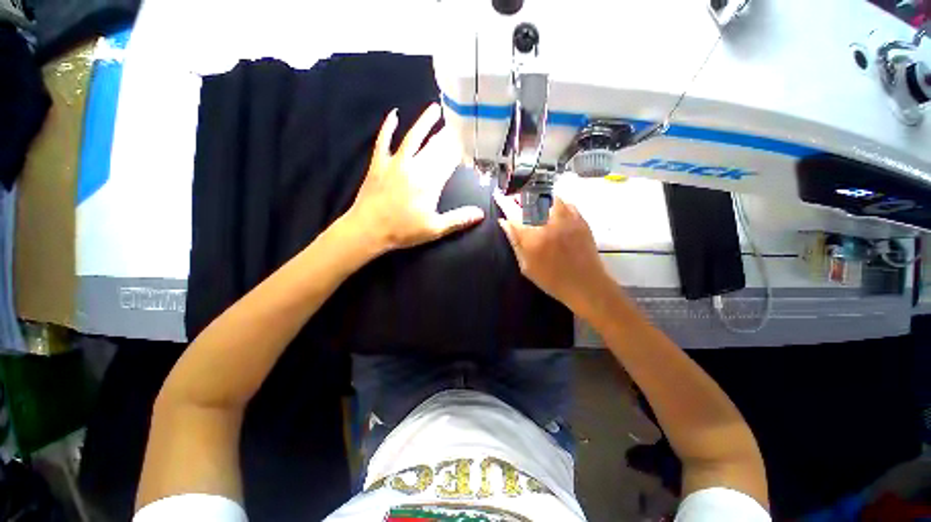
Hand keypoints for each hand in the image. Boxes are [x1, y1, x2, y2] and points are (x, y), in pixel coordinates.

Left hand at [343, 104, 484, 252]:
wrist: (368, 230)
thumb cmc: (403, 231)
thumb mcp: (435, 229)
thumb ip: (459, 220)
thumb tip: (481, 214)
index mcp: (430, 182)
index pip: (449, 161)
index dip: (459, 151)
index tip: (468, 141)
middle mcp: (415, 167)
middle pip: (435, 147)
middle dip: (447, 136)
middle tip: (457, 122)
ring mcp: (395, 163)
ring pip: (413, 138)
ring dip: (424, 123)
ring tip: (434, 109)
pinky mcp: (379, 164)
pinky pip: (383, 141)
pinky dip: (387, 128)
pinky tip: (393, 115)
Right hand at [496, 193, 610, 310]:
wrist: (585, 284)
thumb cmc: (551, 279)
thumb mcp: (526, 266)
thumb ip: (514, 242)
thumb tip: (504, 222)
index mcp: (531, 236)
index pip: (513, 212)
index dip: (503, 202)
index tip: (498, 196)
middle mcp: (547, 222)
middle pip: (530, 198)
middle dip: (519, 196)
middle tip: (515, 198)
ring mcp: (565, 218)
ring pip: (548, 196)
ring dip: (537, 196)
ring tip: (533, 201)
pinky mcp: (579, 218)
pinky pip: (565, 201)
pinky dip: (555, 201)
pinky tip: (552, 208)